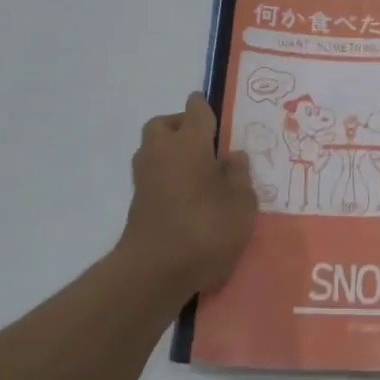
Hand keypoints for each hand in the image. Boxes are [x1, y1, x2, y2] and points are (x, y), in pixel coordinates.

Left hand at [120, 93, 256, 299]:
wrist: (155, 271)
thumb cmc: (205, 226)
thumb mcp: (241, 202)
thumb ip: (239, 175)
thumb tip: (232, 156)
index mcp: (189, 141)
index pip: (196, 109)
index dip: (205, 108)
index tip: (216, 114)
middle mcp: (161, 152)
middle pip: (164, 125)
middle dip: (181, 127)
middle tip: (207, 145)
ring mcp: (145, 179)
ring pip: (155, 151)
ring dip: (172, 155)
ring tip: (200, 174)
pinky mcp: (138, 205)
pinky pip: (155, 179)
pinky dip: (168, 181)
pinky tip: (190, 199)